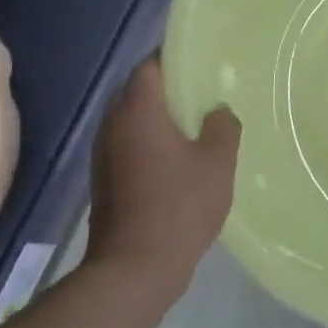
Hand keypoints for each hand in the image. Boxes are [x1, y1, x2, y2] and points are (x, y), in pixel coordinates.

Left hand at [89, 58, 240, 293]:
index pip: (150, 66)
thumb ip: (223, 127)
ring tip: (197, 126)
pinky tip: (180, 160)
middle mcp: (113, 125)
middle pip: (139, 92)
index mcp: (138, 111)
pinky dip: (152, 143)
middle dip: (170, 90)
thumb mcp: (217, 163)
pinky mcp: (104, 180)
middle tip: (206, 94)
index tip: (202, 64)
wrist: (134, 268)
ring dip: (160, 119)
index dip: (175, 59)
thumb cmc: (179, 206)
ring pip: (133, 121)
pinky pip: (130, 145)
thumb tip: (218, 112)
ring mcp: (104, 154)